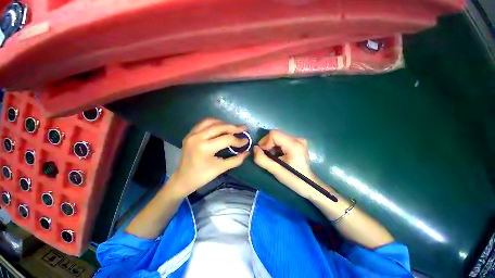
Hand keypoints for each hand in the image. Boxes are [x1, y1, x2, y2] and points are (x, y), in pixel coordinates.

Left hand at [170, 118, 248, 197]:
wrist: (183, 179)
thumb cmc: (202, 176)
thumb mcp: (221, 168)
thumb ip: (236, 160)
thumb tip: (247, 152)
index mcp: (205, 148)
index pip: (227, 139)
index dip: (239, 140)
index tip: (246, 141)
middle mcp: (198, 137)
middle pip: (220, 127)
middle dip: (234, 127)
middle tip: (244, 128)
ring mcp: (192, 134)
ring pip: (211, 121)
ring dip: (224, 123)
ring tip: (233, 128)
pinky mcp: (190, 134)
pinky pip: (203, 123)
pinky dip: (214, 123)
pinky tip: (220, 127)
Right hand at [253, 130, 317, 198]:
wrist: (308, 184)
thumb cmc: (293, 179)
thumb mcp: (275, 170)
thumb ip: (262, 159)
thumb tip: (255, 148)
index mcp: (294, 145)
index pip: (274, 134)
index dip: (265, 142)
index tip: (263, 152)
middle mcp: (297, 139)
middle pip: (276, 134)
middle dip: (268, 144)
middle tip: (267, 155)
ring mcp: (299, 139)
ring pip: (278, 136)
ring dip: (272, 145)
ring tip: (273, 156)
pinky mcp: (298, 142)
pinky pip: (282, 139)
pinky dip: (276, 145)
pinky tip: (278, 154)